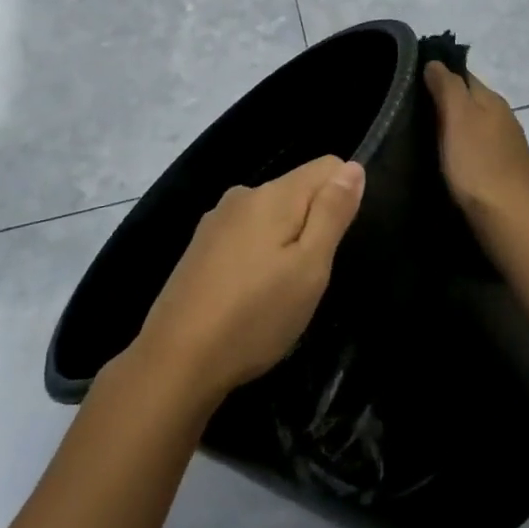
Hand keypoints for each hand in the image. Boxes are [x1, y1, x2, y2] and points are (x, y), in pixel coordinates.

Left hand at [133, 155, 365, 407]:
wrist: (175, 361)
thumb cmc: (255, 316)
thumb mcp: (309, 268)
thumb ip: (332, 213)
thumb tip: (353, 166)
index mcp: (272, 195)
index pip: (328, 166)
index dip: (344, 198)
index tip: (334, 244)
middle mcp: (243, 195)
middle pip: (298, 190)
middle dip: (314, 225)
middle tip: (308, 278)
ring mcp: (216, 221)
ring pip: (272, 216)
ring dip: (286, 243)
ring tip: (279, 292)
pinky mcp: (200, 247)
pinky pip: (247, 235)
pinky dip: (259, 256)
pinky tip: (250, 295)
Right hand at [423, 61, 528, 227]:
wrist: (509, 218)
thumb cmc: (477, 165)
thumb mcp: (457, 118)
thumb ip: (447, 87)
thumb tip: (436, 62)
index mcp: (493, 101)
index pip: (465, 76)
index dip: (441, 76)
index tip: (414, 84)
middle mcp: (508, 118)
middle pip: (474, 102)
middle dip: (450, 105)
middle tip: (417, 114)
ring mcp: (513, 148)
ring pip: (481, 129)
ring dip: (462, 130)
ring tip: (433, 141)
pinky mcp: (512, 174)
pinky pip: (486, 153)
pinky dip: (472, 153)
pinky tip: (459, 165)